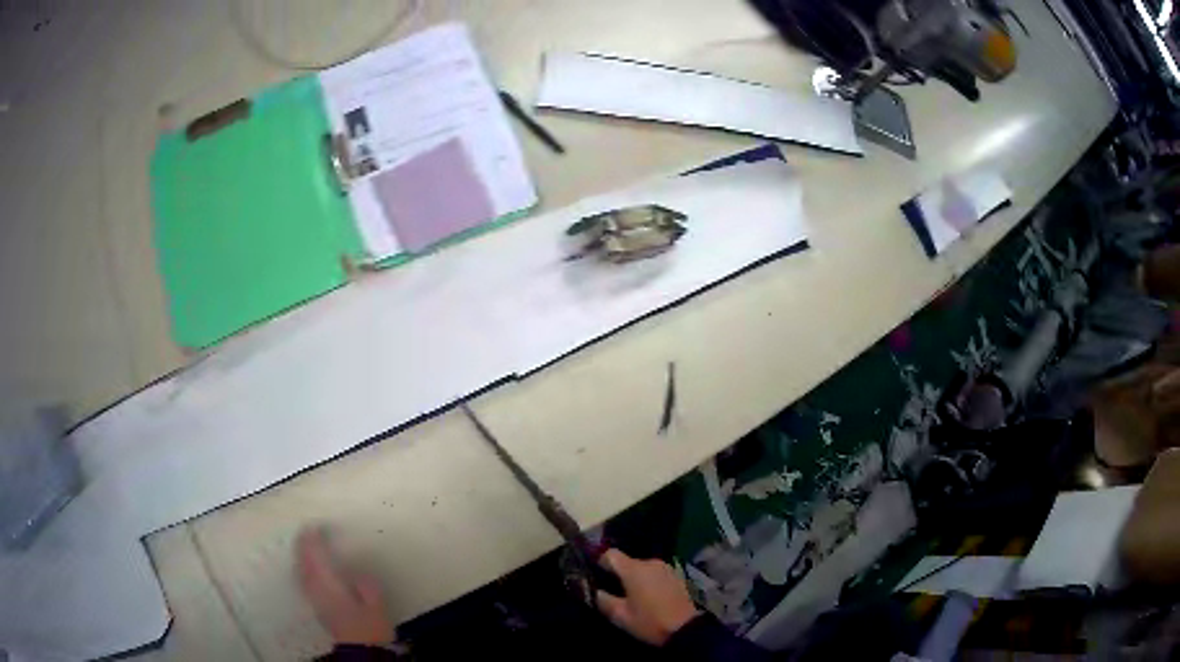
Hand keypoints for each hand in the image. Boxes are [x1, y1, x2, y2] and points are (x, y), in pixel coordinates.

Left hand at [296, 528, 393, 646]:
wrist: (360, 650)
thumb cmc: (370, 627)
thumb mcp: (376, 605)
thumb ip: (365, 585)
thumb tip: (356, 573)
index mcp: (331, 585)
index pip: (317, 556)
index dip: (314, 540)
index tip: (315, 525)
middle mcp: (317, 589)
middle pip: (304, 562)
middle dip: (303, 545)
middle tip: (305, 531)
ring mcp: (314, 599)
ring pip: (300, 571)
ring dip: (300, 556)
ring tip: (303, 545)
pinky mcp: (316, 607)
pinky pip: (302, 580)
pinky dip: (301, 569)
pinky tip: (305, 568)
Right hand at [595, 548, 699, 645]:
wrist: (685, 629)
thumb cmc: (649, 622)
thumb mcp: (620, 615)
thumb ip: (602, 600)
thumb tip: (593, 590)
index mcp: (634, 569)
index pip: (610, 554)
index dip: (600, 563)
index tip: (596, 577)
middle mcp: (650, 562)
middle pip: (627, 561)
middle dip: (618, 575)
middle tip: (613, 593)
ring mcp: (665, 568)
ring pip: (641, 568)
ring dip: (634, 578)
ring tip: (632, 597)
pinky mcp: (676, 576)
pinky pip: (654, 573)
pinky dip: (648, 581)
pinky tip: (649, 598)